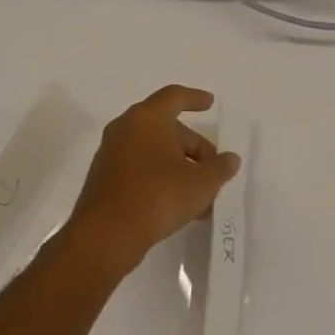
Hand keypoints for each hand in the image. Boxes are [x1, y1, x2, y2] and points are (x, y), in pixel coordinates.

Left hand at [63, 85, 239, 276]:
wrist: (105, 237)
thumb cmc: (158, 196)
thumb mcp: (202, 183)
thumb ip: (220, 168)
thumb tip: (229, 160)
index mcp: (147, 119)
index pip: (174, 96)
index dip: (195, 98)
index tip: (210, 103)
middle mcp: (125, 130)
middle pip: (167, 128)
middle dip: (194, 146)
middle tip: (214, 168)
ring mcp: (111, 156)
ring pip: (154, 152)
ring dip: (180, 167)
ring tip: (202, 194)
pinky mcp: (104, 181)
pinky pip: (140, 170)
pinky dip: (161, 179)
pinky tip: (179, 204)